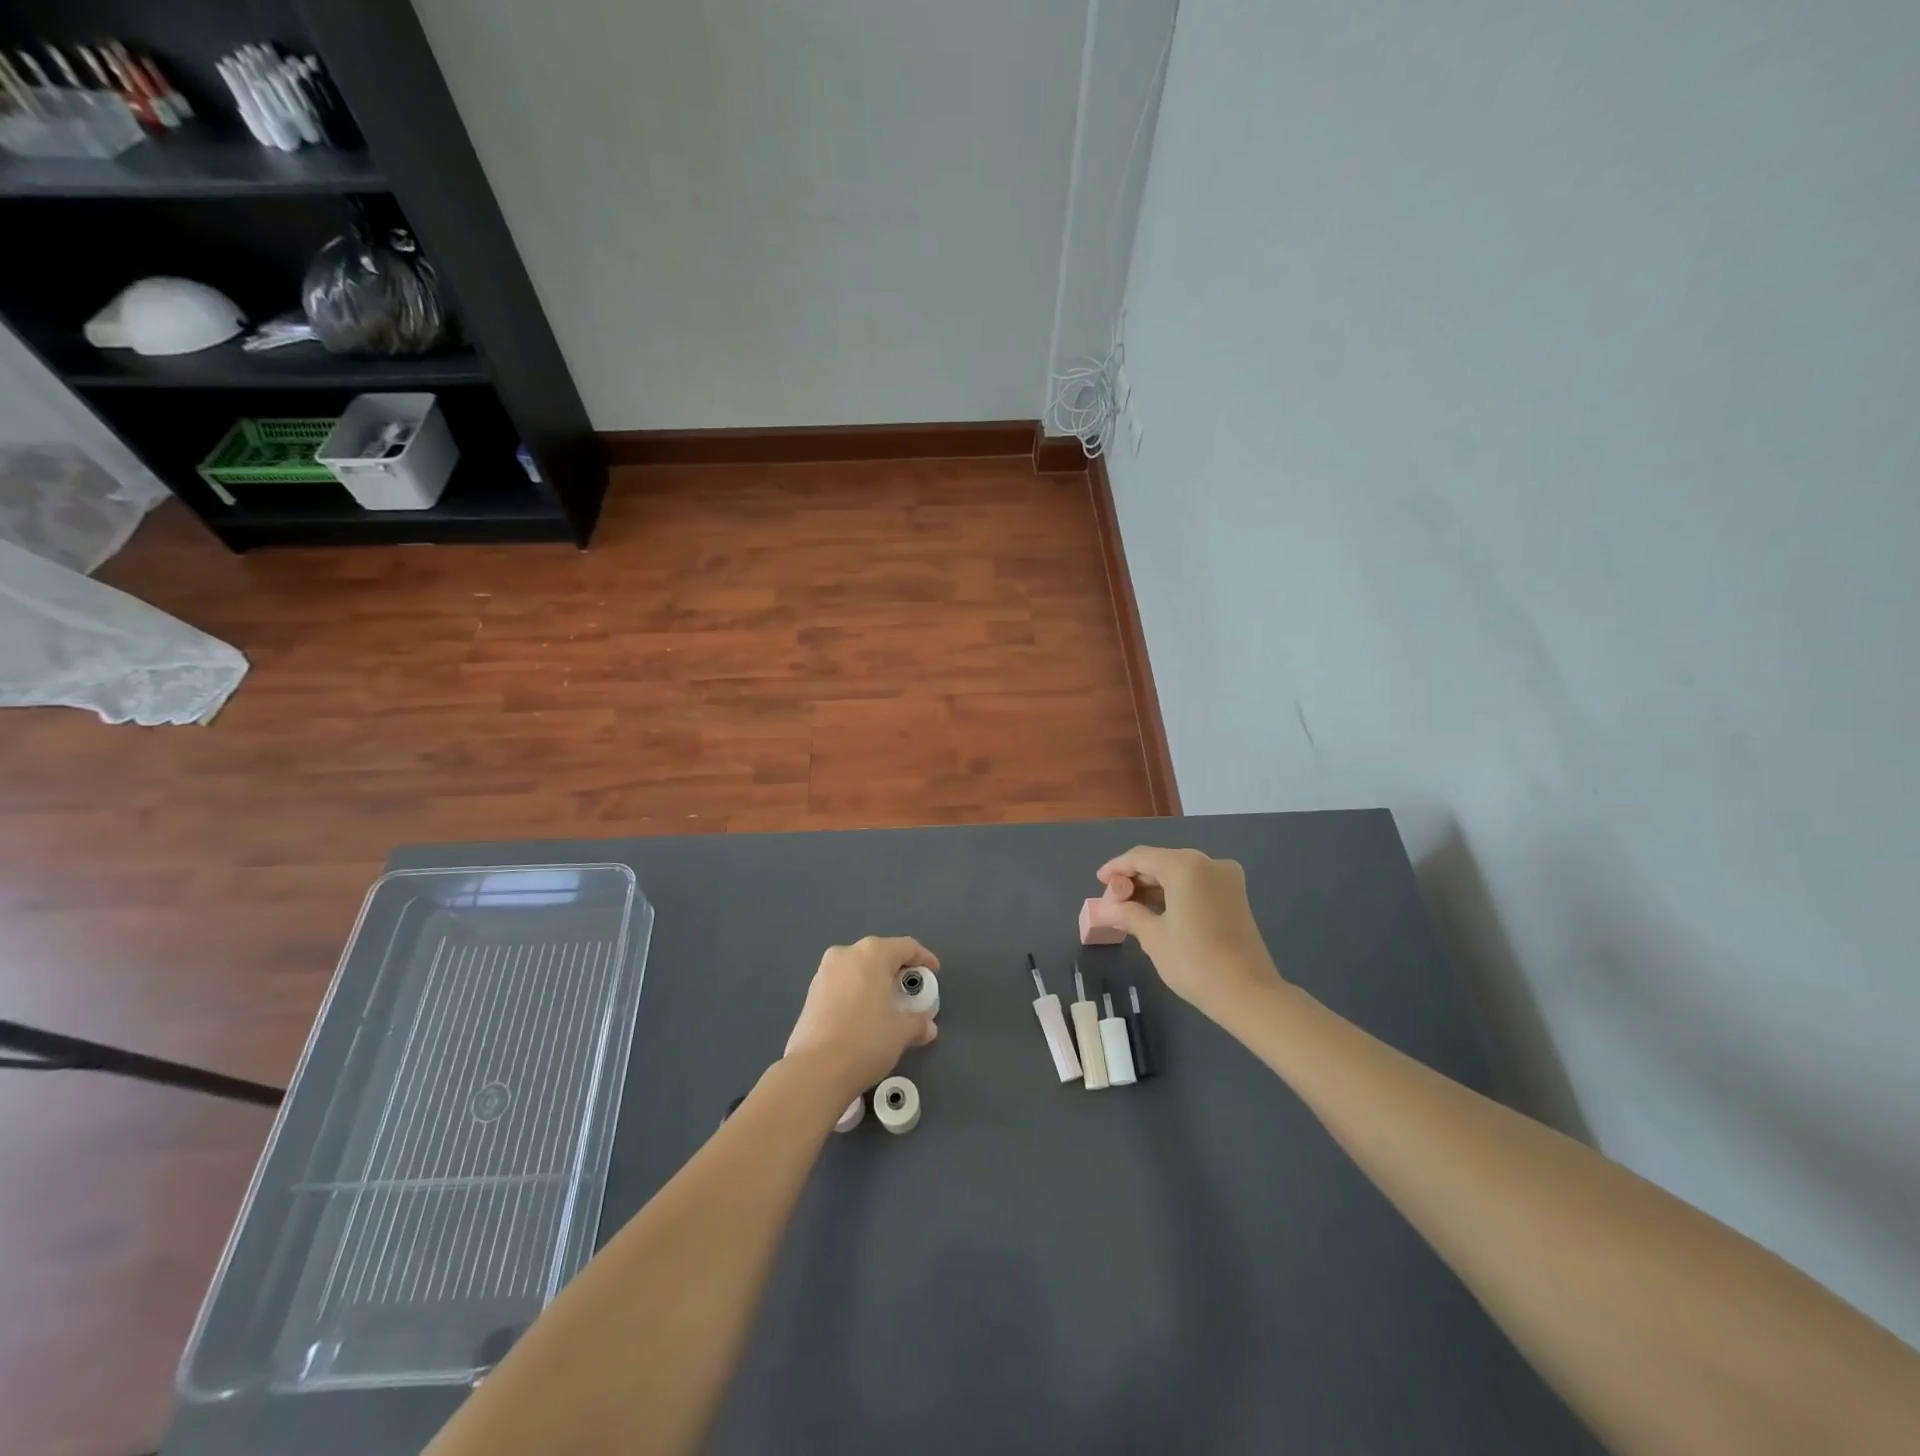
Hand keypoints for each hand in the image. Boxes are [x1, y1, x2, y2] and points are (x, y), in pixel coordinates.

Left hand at [784, 936, 939, 1099]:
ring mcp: (824, 972)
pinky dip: (856, 992)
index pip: (906, 947)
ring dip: (874, 981)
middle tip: (910, 991)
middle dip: (897, 970)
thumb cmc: (866, 1041)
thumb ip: (918, 1023)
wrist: (815, 1070)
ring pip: (858, 968)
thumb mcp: (901, 1032)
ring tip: (886, 1004)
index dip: (924, 958)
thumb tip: (927, 1027)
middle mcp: (846, 954)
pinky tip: (862, 1015)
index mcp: (872, 954)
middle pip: (880, 954)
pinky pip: (842, 984)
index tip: (933, 973)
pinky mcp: (811, 993)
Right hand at [1086, 846, 1282, 1022]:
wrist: (1248, 994)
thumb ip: (1128, 913)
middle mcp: (1208, 863)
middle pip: (1161, 861)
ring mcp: (1227, 878)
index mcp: (1185, 866)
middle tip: (1114, 902)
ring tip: (1131, 909)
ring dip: (1154, 887)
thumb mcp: (1153, 936)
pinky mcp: (1235, 895)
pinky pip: (1196, 884)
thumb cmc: (1194, 962)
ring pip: (1179, 873)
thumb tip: (1107, 908)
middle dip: (1135, 879)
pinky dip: (1175, 892)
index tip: (1099, 881)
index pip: (1141, 857)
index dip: (1116, 868)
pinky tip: (1157, 910)